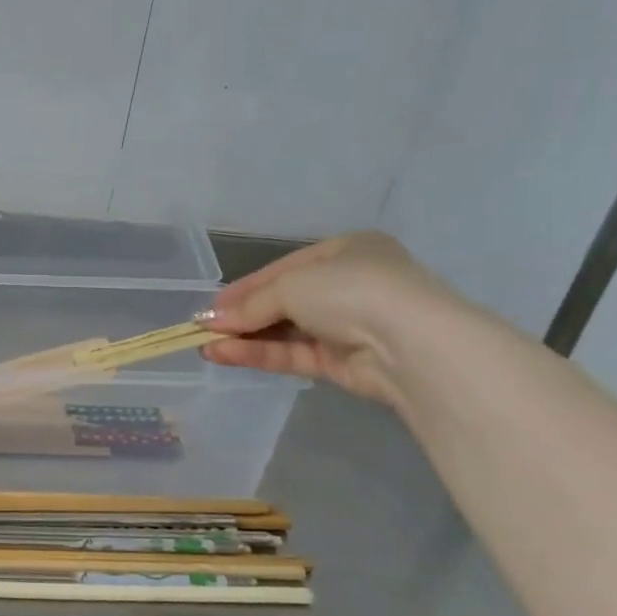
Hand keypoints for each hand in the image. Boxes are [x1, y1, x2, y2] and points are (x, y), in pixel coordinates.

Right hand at [199, 232, 464, 405]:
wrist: (413, 345)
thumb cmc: (352, 291)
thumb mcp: (291, 286)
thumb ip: (250, 305)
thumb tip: (209, 321)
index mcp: (347, 252)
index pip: (283, 269)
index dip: (244, 287)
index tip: (210, 306)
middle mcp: (349, 286)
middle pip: (283, 301)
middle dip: (242, 316)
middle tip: (203, 328)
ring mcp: (348, 326)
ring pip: (286, 331)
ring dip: (245, 338)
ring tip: (205, 346)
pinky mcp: (344, 363)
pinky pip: (294, 354)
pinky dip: (260, 354)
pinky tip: (226, 356)